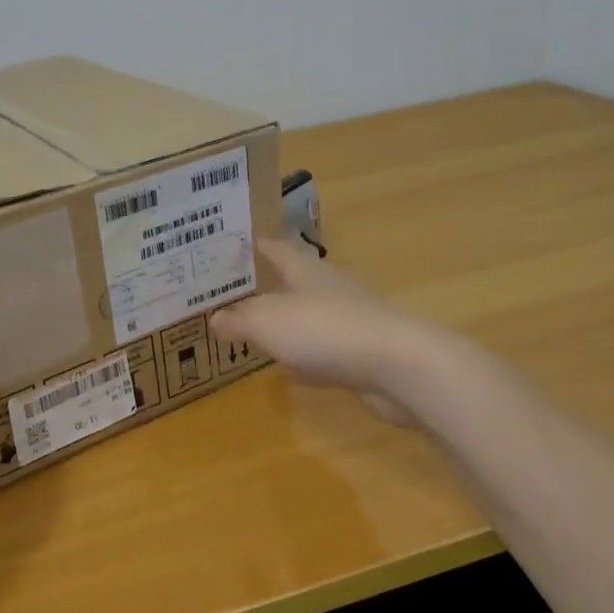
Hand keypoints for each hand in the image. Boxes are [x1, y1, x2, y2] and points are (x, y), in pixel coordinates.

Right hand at [210, 238, 441, 425]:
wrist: (398, 366)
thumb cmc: (325, 329)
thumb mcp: (268, 322)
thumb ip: (240, 320)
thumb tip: (214, 318)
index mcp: (306, 270)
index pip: (279, 248)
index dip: (260, 244)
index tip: (242, 241)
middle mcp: (329, 290)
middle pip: (295, 281)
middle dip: (271, 284)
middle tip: (239, 290)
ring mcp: (349, 322)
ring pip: (310, 317)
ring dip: (288, 322)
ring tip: (259, 329)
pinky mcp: (362, 355)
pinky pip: (325, 352)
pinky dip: (307, 358)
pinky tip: (292, 371)